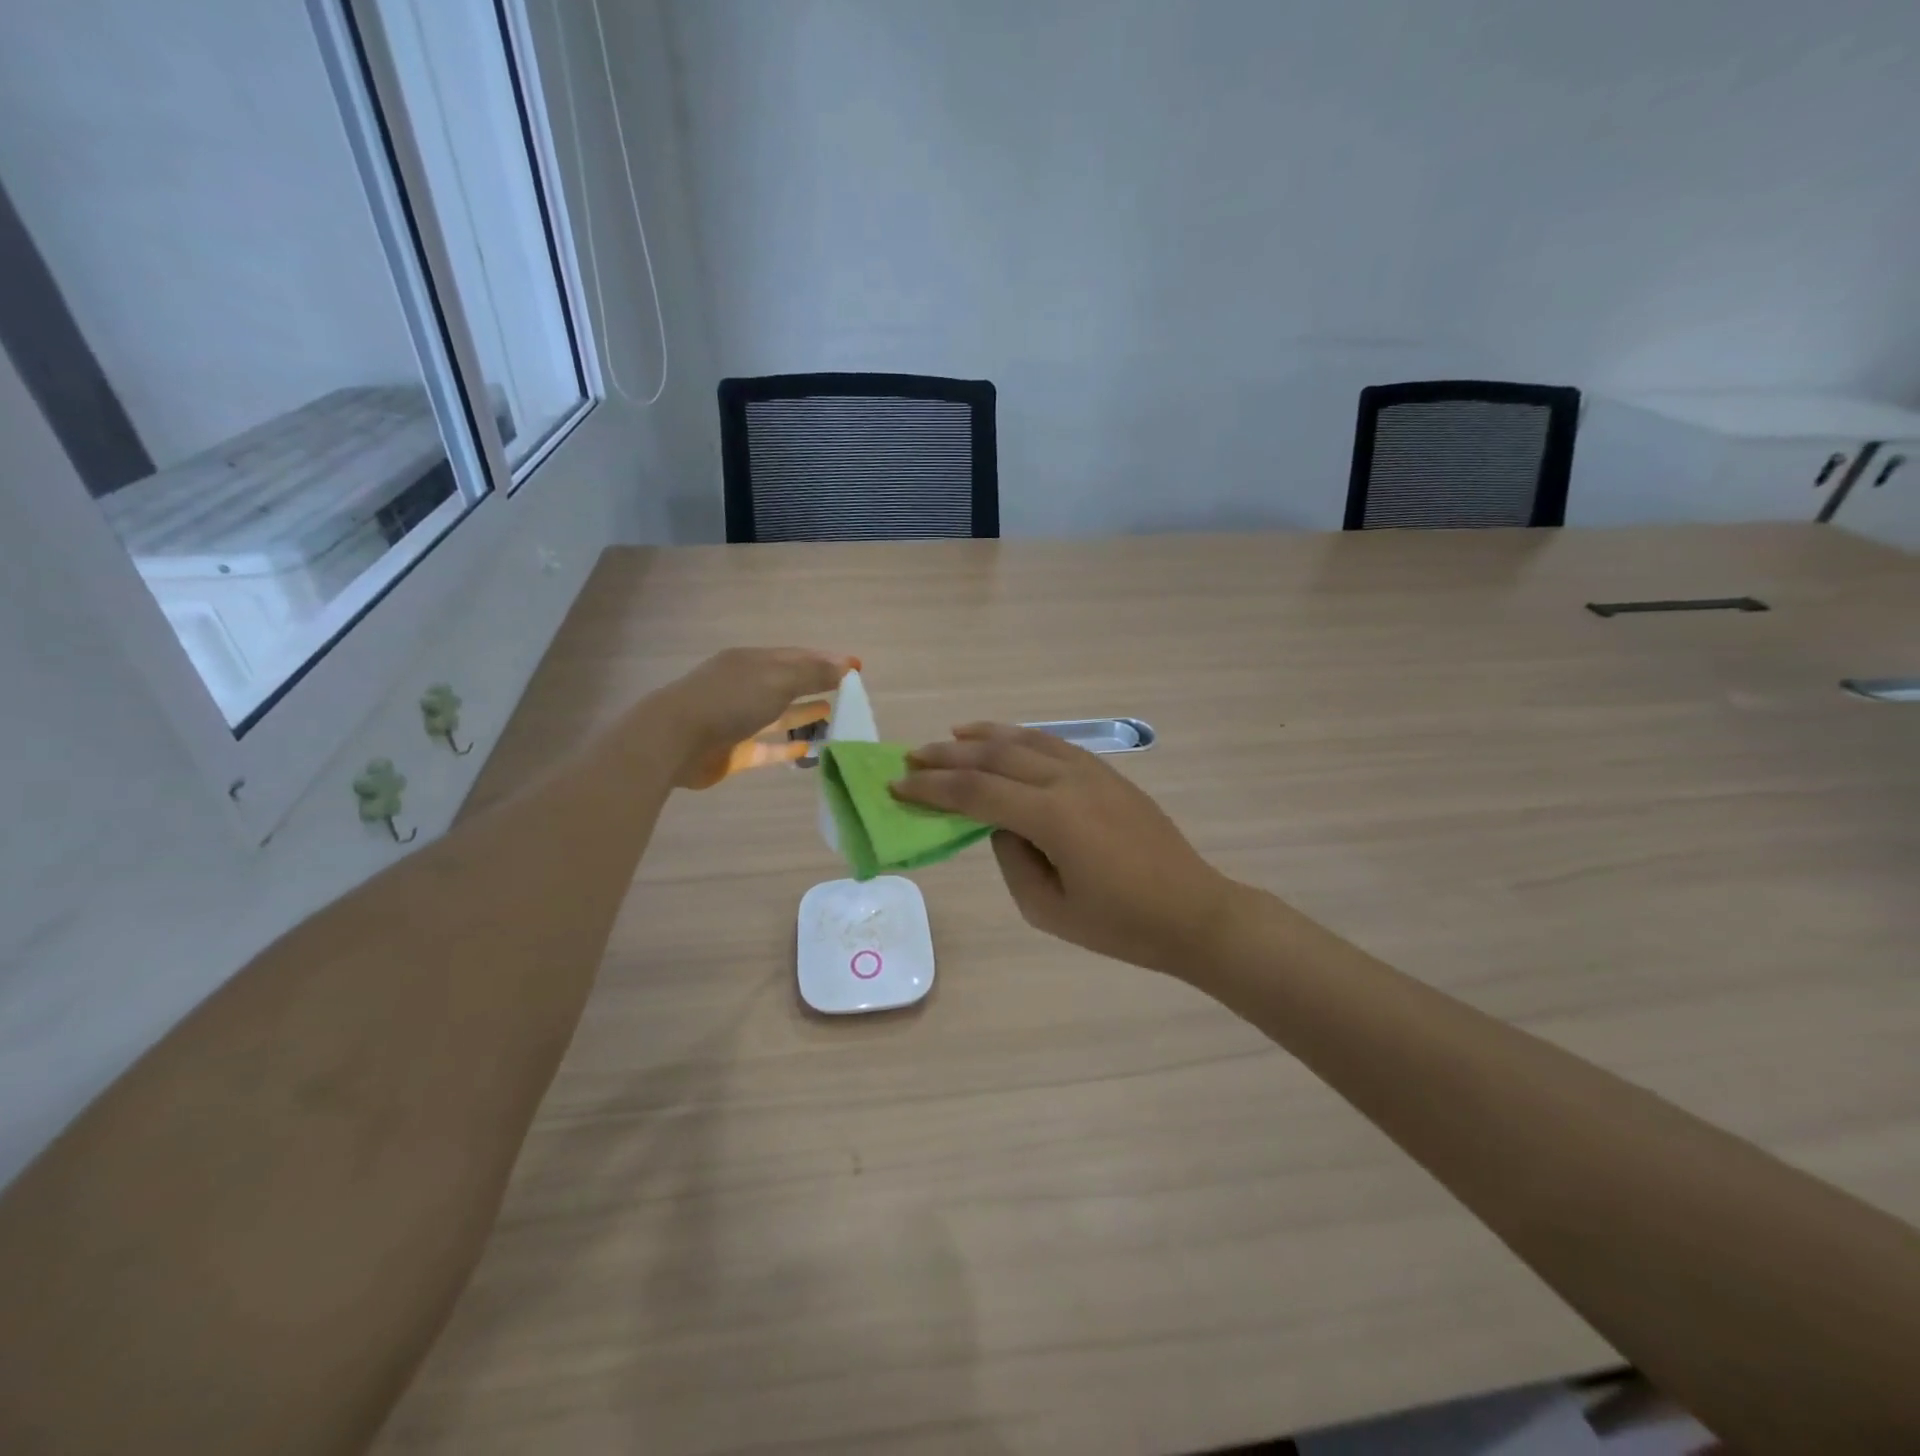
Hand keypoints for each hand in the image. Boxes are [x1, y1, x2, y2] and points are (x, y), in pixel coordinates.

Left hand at [644, 648, 855, 789]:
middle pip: (788, 684)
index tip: (856, 668)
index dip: (827, 660)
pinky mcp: (734, 750)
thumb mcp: (777, 680)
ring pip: (779, 716)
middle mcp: (745, 686)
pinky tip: (809, 749)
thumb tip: (847, 665)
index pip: (797, 657)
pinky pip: (768, 747)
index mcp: (752, 662)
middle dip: (817, 686)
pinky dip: (788, 747)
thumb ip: (813, 674)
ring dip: (804, 715)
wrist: (675, 740)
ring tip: (834, 717)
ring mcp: (738, 719)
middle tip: (849, 695)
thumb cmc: (729, 701)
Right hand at [894, 724, 1240, 974]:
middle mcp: (1068, 781)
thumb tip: (1001, 826)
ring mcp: (1091, 771)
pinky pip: (1054, 744)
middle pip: (995, 756)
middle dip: (947, 755)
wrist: (1193, 911)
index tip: (897, 785)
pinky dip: (1021, 737)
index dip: (932, 788)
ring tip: (950, 735)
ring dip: (983, 736)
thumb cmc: (1121, 924)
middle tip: (911, 757)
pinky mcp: (1107, 773)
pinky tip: (1006, 741)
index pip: (976, 792)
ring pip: (1025, 740)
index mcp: (1052, 817)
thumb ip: (1012, 861)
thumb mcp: (1048, 910)